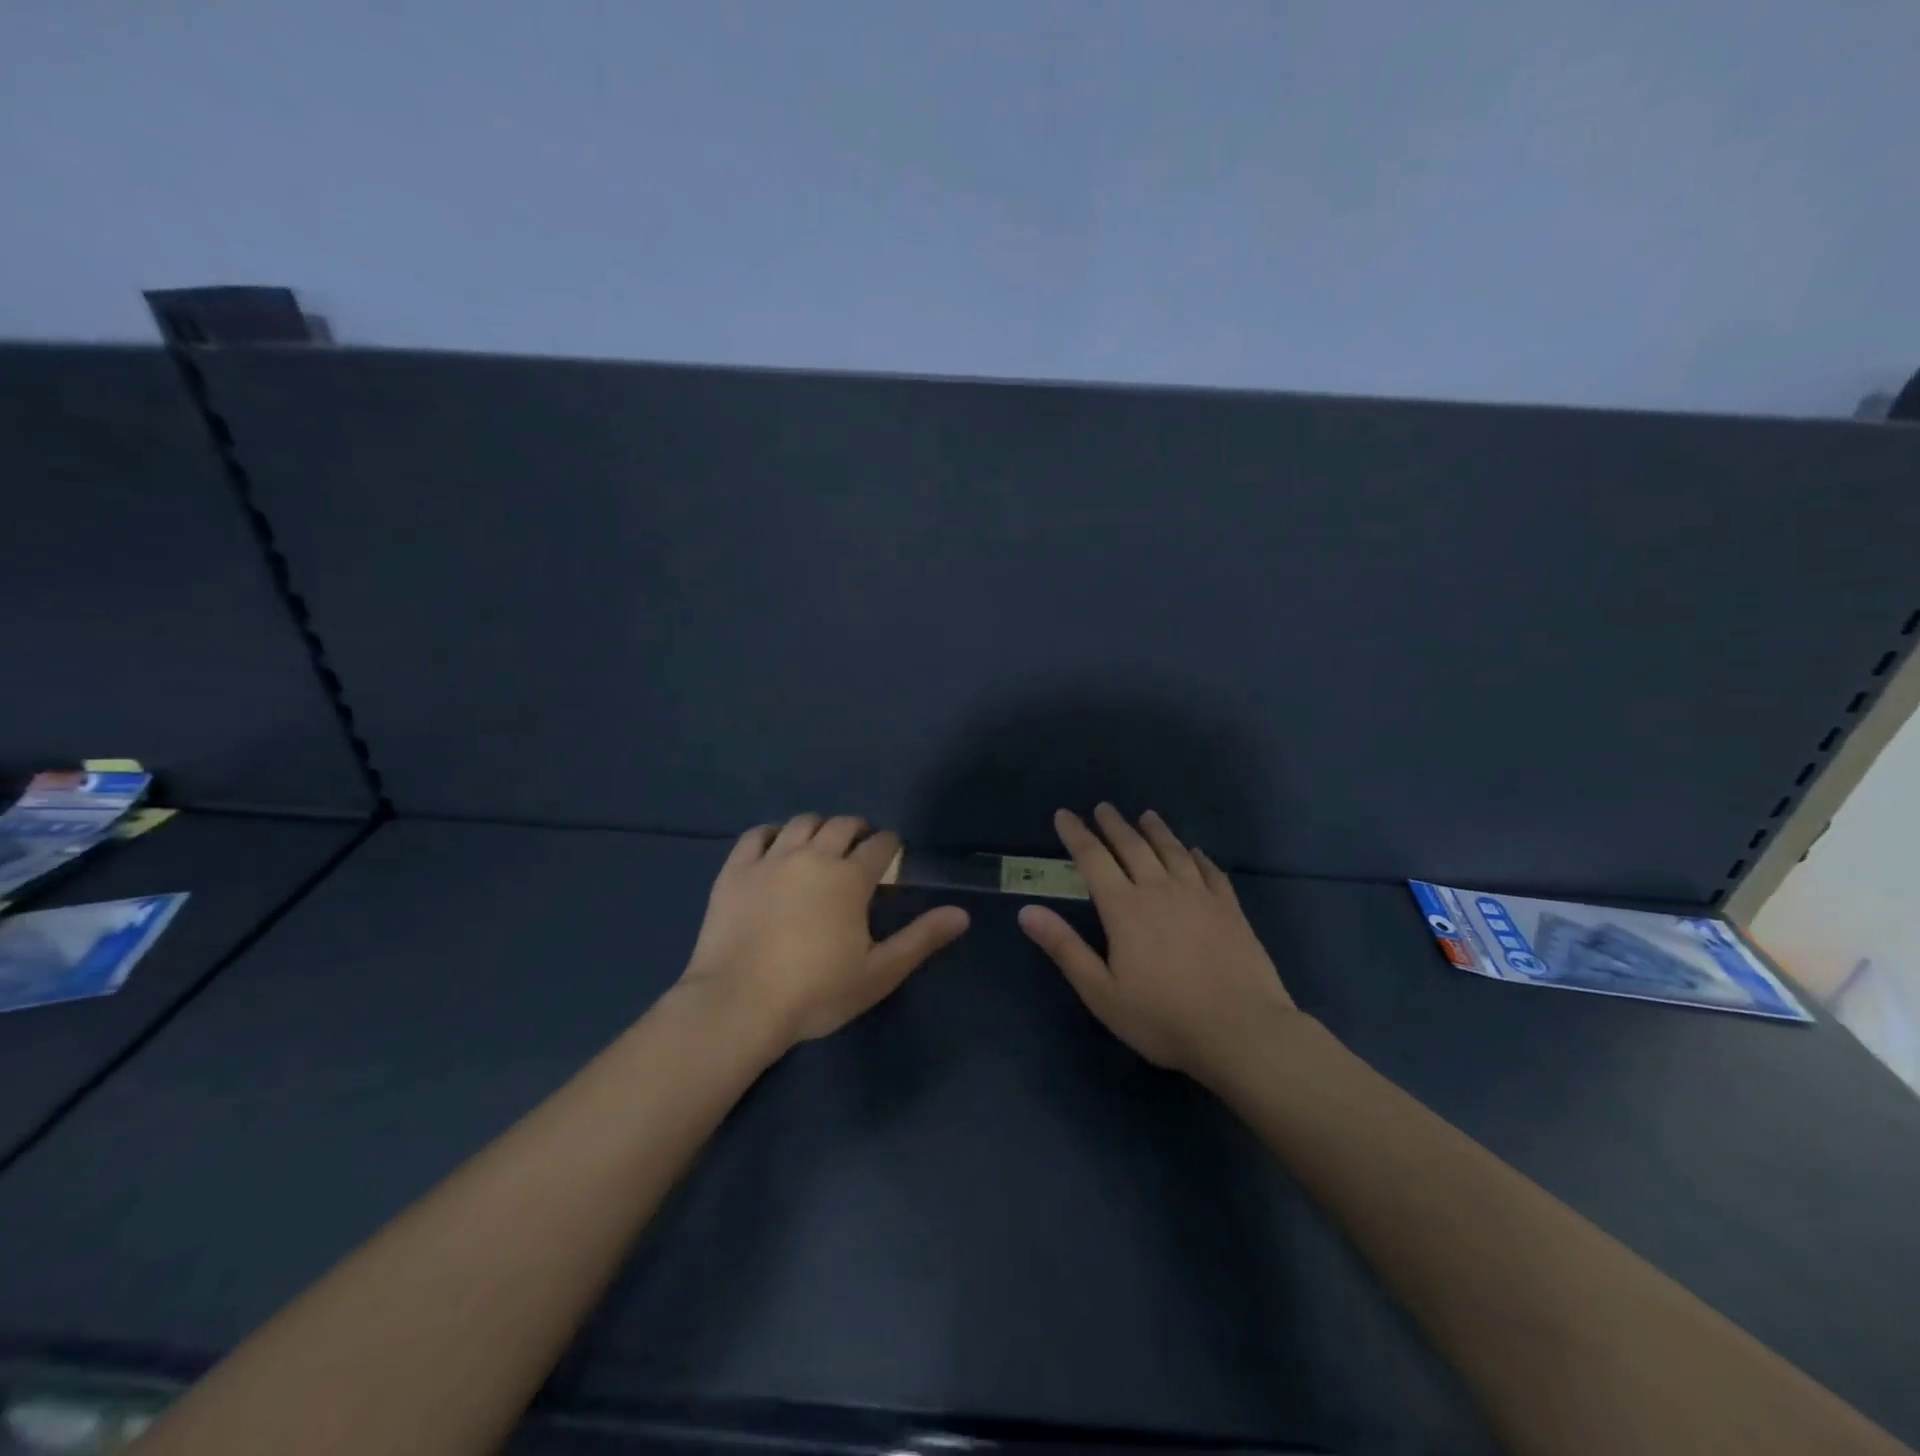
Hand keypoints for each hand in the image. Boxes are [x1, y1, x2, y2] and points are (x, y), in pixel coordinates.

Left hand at [681, 813, 969, 1052]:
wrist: (738, 1004)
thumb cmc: (816, 992)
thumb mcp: (878, 972)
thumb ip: (921, 939)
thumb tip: (962, 914)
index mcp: (850, 878)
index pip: (880, 845)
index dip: (891, 845)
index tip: (892, 853)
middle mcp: (813, 856)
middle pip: (842, 824)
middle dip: (857, 829)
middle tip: (859, 847)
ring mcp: (771, 859)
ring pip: (801, 823)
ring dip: (818, 827)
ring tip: (821, 844)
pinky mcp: (736, 870)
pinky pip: (756, 835)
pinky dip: (772, 834)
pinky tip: (776, 846)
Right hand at [1019, 804, 1297, 1082]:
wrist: (1241, 1031)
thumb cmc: (1162, 1018)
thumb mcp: (1101, 992)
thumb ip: (1065, 948)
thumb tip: (1026, 910)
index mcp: (1125, 908)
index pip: (1093, 859)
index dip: (1076, 834)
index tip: (1064, 814)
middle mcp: (1160, 890)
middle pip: (1133, 846)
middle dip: (1114, 825)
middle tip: (1103, 807)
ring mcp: (1199, 896)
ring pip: (1173, 851)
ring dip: (1156, 831)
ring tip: (1146, 815)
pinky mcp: (1229, 909)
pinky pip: (1211, 871)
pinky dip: (1198, 856)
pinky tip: (1196, 851)